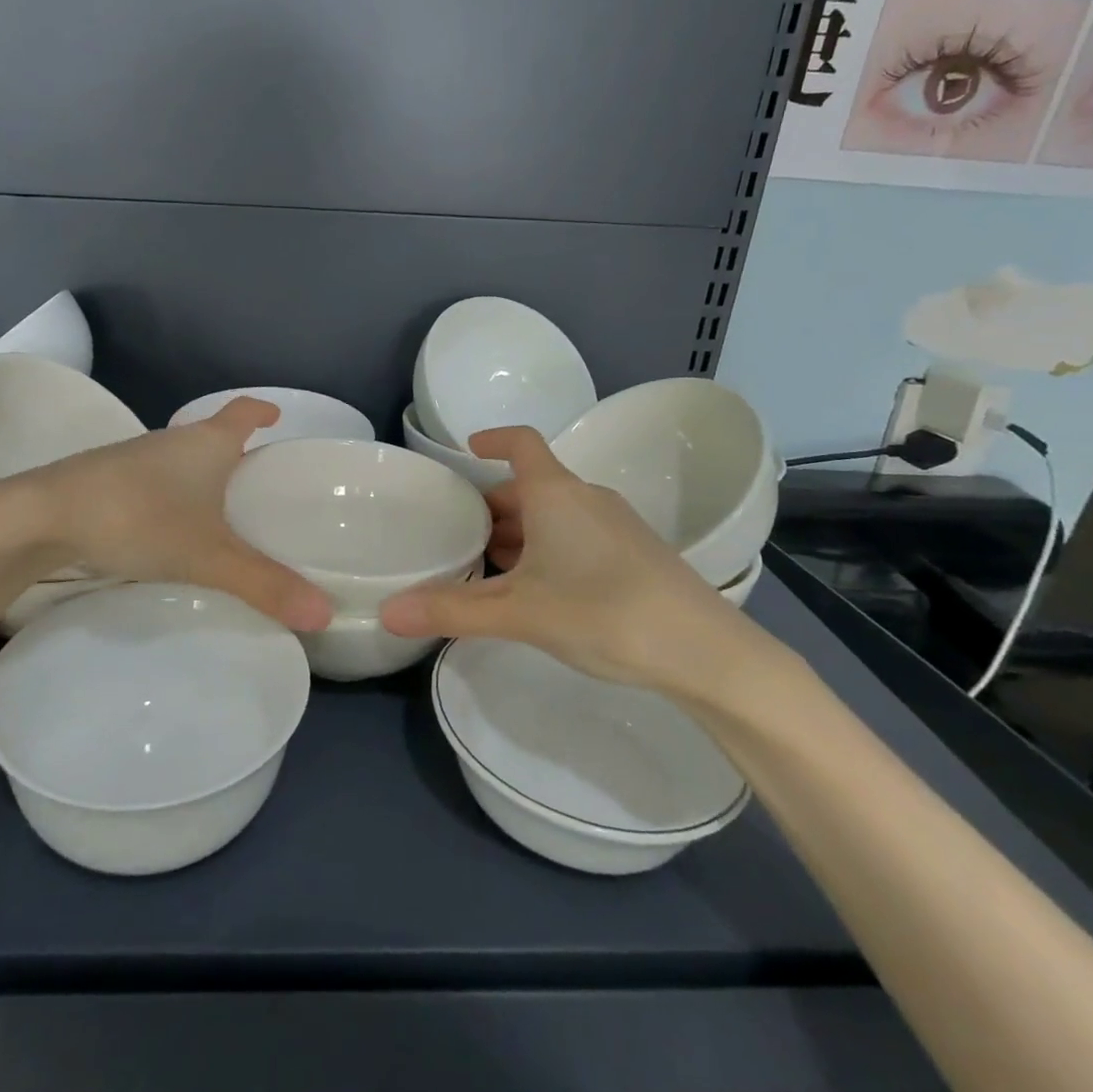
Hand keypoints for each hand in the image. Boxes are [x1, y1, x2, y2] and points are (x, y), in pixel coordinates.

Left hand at [0, 397, 331, 630]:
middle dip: (237, 454)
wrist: (43, 516)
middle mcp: (173, 442)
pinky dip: (174, 498)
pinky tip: (171, 531)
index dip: (262, 412)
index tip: (277, 417)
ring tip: (222, 514)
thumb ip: (265, 584)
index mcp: (207, 443)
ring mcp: (136, 459)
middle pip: (214, 436)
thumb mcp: (208, 555)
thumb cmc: (139, 517)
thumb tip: (325, 614)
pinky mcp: (108, 481)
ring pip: (182, 462)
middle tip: (260, 485)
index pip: (242, 411)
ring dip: (203, 479)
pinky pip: (156, 483)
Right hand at [378, 427, 773, 696]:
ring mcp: (616, 525)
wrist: (705, 652)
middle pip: (531, 486)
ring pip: (555, 515)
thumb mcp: (519, 613)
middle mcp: (587, 498)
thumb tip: (388, 612)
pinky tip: (539, 592)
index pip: (521, 442)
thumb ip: (452, 610)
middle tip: (460, 537)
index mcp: (556, 493)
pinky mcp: (636, 554)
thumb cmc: (603, 612)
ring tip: (490, 570)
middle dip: (493, 507)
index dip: (492, 439)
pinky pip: (578, 535)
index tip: (467, 450)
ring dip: (520, 533)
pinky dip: (548, 549)